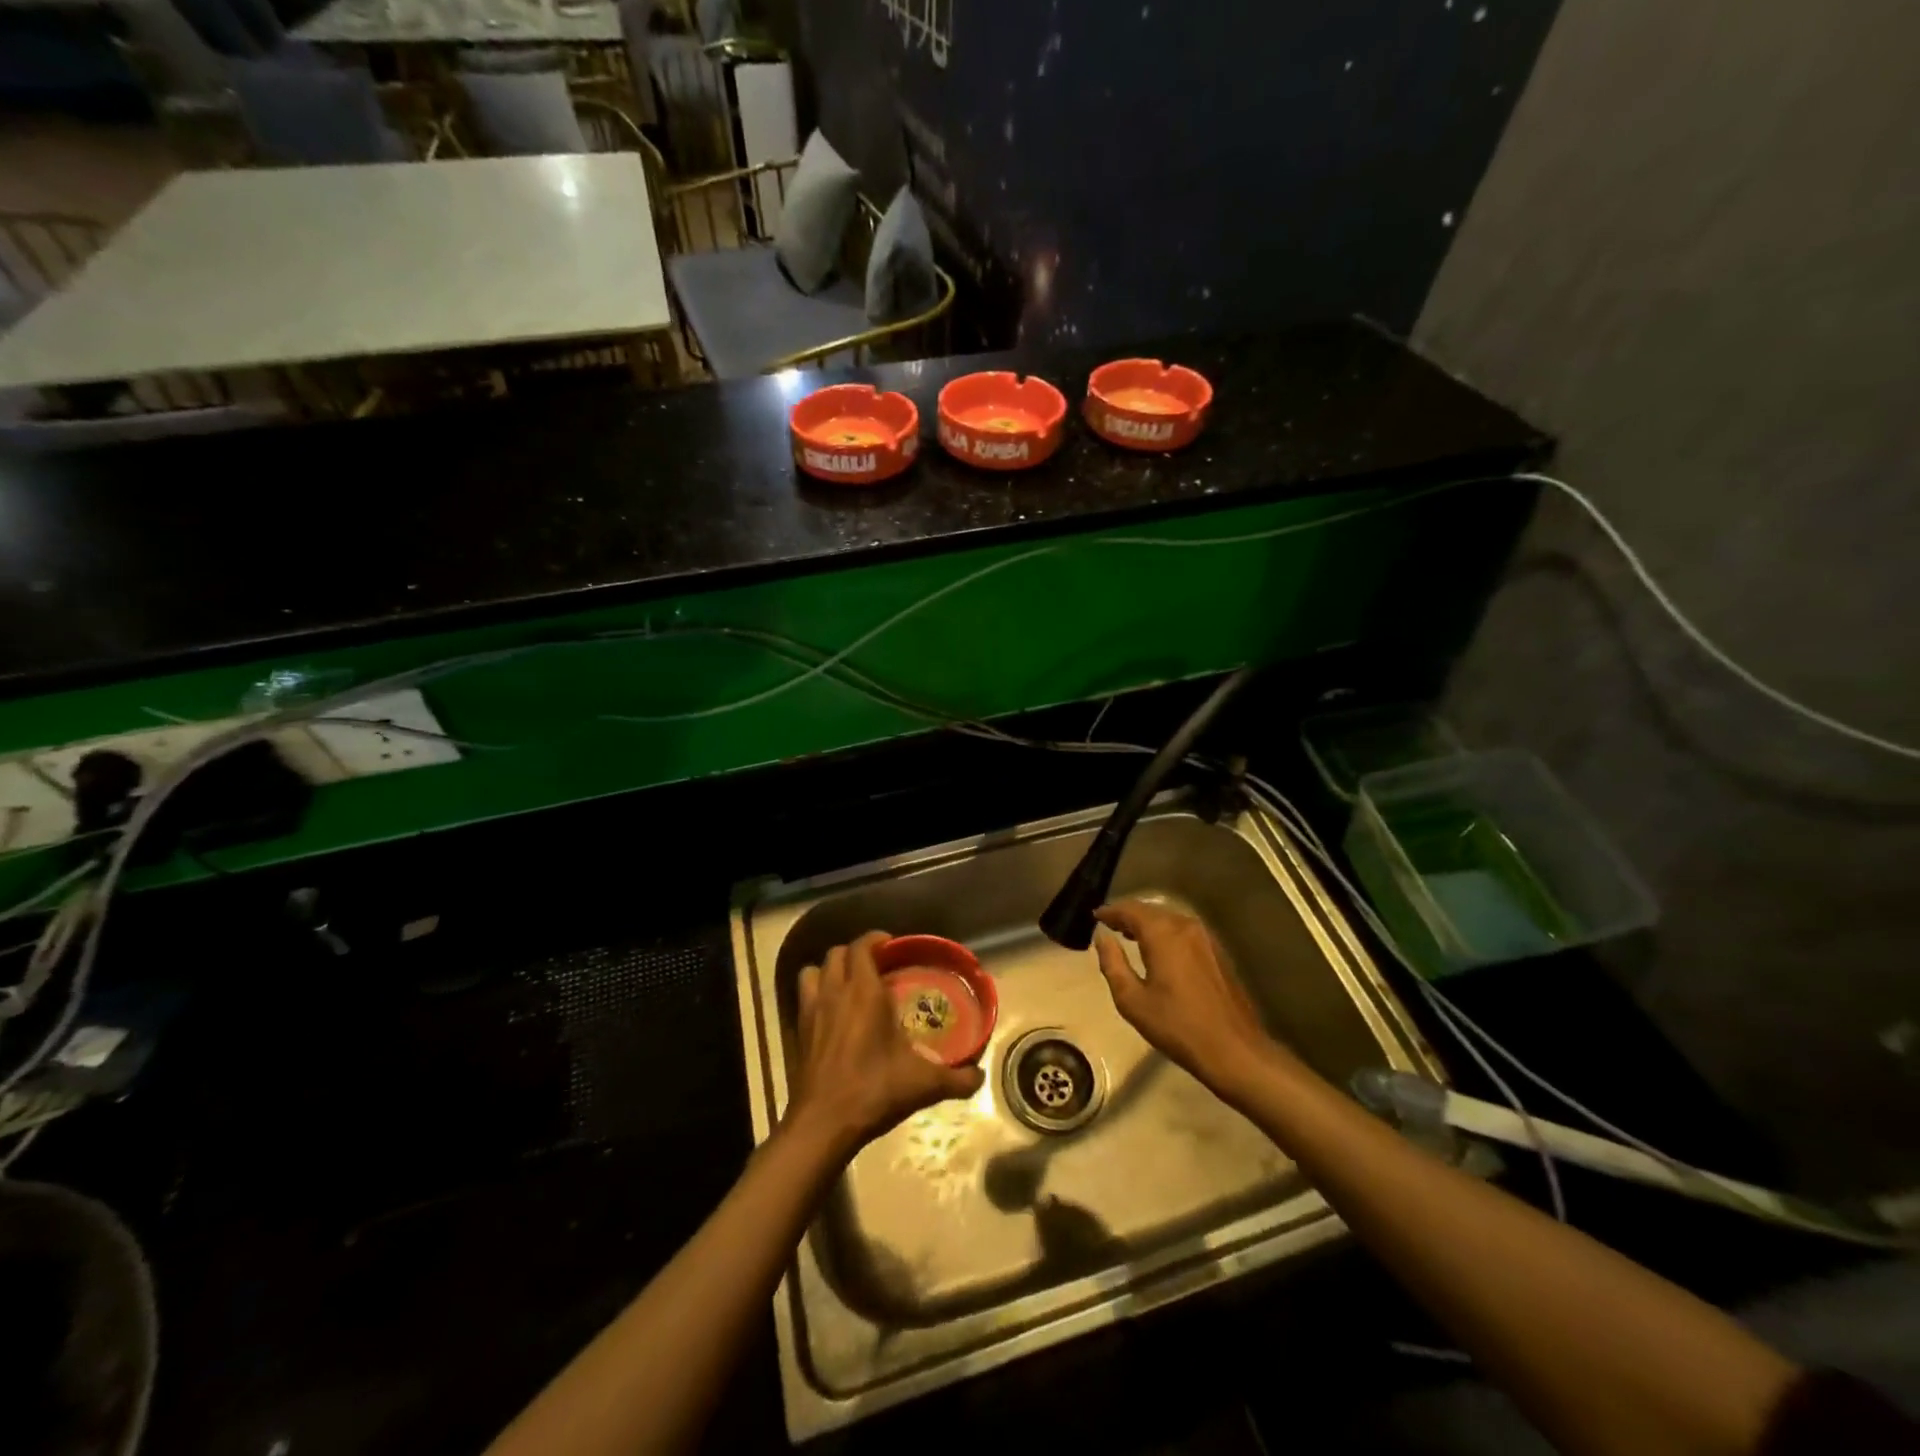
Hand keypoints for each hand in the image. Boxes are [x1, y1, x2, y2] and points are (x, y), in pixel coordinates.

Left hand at [787, 930, 985, 1157]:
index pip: (862, 946)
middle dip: (856, 953)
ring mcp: (812, 1010)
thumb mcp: (923, 1084)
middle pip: (837, 953)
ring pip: (814, 970)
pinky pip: (804, 995)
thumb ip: (956, 1079)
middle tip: (877, 967)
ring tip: (849, 983)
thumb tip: (979, 1077)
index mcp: (864, 992)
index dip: (876, 939)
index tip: (892, 946)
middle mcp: (835, 992)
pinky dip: (815, 992)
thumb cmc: (874, 1091)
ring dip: (830, 970)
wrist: (824, 1124)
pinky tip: (831, 1012)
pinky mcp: (799, 1031)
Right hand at [1093, 900, 1283, 1099]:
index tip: (1096, 916)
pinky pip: (1184, 931)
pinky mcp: (1218, 952)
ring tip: (1130, 936)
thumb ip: (1113, 963)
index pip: (1130, 910)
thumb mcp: (1132, 1000)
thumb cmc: (1177, 1026)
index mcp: (1163, 934)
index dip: (1111, 911)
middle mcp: (1185, 926)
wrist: (1234, 1050)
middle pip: (1151, 910)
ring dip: (1149, 923)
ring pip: (1170, 919)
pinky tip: (1160, 950)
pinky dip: (1167, 933)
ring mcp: (1206, 938)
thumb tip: (1102, 937)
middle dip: (1129, 915)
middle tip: (1110, 925)